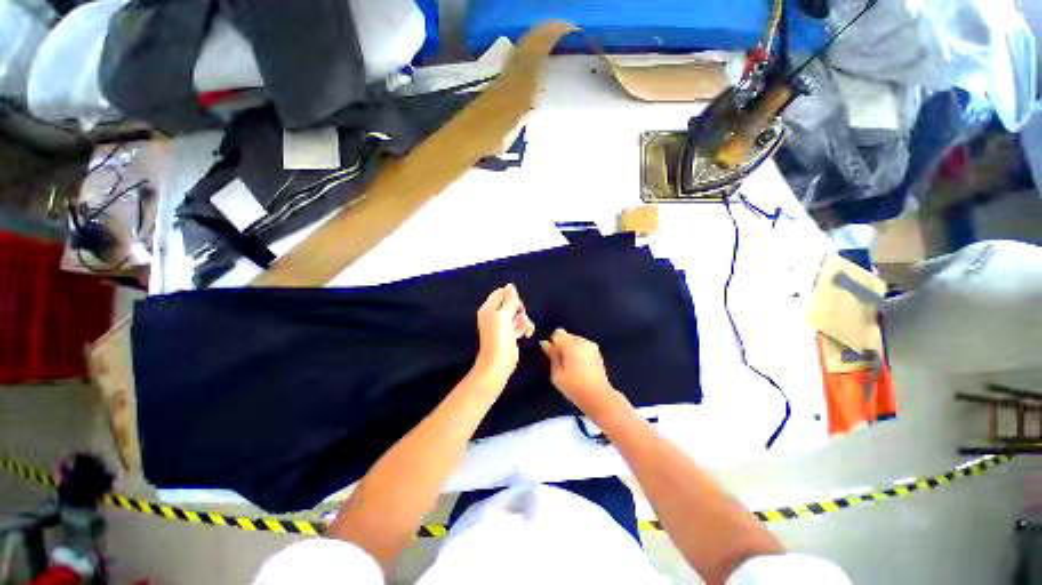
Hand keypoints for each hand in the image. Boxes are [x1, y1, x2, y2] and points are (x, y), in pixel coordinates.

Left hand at [474, 284, 534, 385]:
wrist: (498, 364)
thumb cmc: (499, 338)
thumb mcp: (504, 316)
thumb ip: (509, 301)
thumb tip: (510, 285)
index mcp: (489, 308)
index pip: (502, 293)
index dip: (512, 298)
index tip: (517, 307)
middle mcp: (494, 315)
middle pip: (511, 303)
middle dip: (519, 310)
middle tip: (520, 318)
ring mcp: (502, 325)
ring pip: (517, 314)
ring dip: (524, 320)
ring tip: (524, 329)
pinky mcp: (509, 334)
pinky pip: (519, 325)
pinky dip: (524, 328)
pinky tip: (527, 334)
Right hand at [540, 328, 619, 416]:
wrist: (598, 397)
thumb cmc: (574, 387)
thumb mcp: (557, 373)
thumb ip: (552, 355)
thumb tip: (545, 343)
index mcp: (572, 345)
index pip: (558, 333)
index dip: (553, 342)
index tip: (552, 355)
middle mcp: (583, 341)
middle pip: (567, 336)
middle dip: (562, 345)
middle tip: (561, 363)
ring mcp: (592, 347)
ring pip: (575, 341)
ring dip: (570, 349)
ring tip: (570, 366)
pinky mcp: (598, 353)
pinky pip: (583, 347)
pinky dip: (579, 353)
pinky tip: (579, 368)